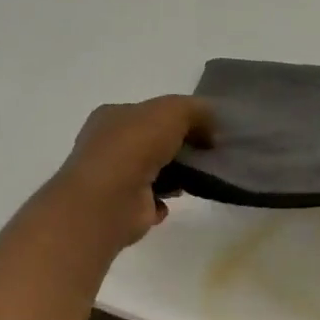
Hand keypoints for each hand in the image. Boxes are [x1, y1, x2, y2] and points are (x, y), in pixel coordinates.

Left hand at [51, 96, 212, 248]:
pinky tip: (175, 200)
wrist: (110, 200)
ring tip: (198, 177)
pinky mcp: (123, 208)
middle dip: (178, 146)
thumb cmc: (135, 146)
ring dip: (175, 175)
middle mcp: (108, 146)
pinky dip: (164, 201)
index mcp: (111, 116)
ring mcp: (113, 179)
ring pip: (152, 171)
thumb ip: (196, 110)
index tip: (206, 129)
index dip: (178, 117)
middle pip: (151, 141)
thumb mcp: (173, 111)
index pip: (148, 112)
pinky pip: (151, 201)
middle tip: (207, 153)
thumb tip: (211, 126)